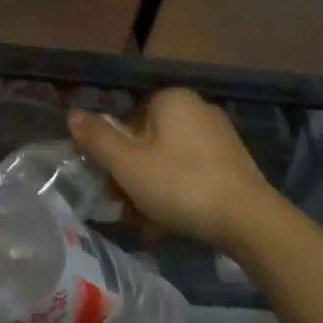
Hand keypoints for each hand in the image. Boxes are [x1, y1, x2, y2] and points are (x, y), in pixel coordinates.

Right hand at [67, 89, 275, 249]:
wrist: (249, 221)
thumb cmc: (180, 185)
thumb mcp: (127, 164)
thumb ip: (97, 138)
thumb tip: (72, 114)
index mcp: (172, 100)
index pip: (127, 121)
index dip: (113, 153)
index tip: (111, 183)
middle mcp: (198, 109)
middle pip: (148, 142)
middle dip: (133, 175)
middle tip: (127, 207)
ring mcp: (220, 137)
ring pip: (168, 161)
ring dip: (153, 189)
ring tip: (150, 222)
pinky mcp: (234, 164)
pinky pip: (193, 174)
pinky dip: (179, 194)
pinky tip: (175, 221)